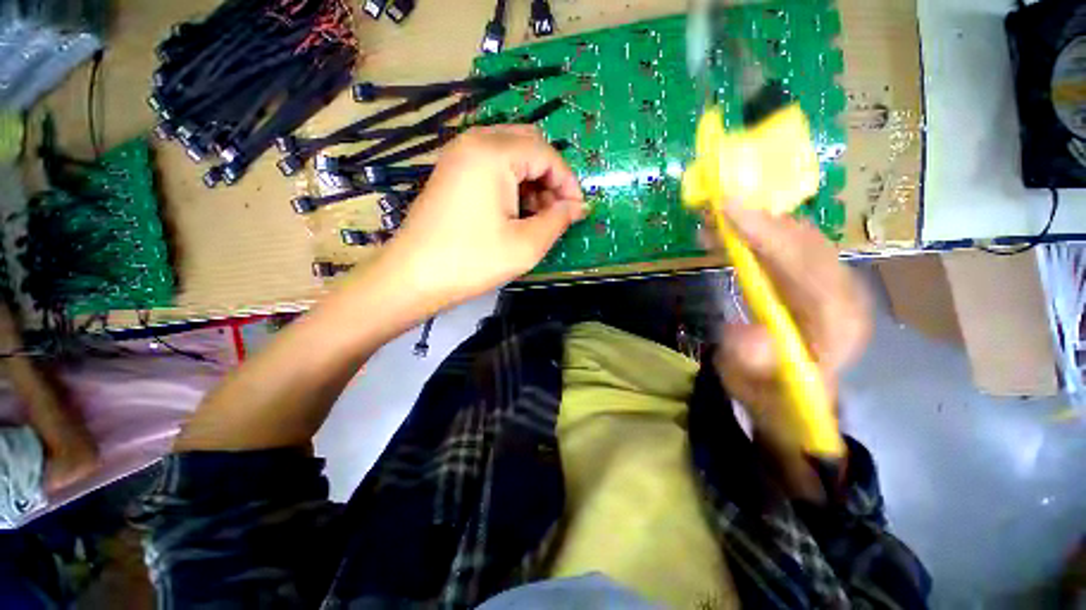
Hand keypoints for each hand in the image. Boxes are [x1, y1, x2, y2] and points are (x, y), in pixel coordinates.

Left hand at [377, 125, 584, 310]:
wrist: (414, 277)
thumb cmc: (472, 261)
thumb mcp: (526, 245)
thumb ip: (558, 220)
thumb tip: (577, 207)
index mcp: (493, 153)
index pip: (547, 154)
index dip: (568, 182)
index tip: (578, 211)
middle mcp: (474, 142)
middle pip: (529, 146)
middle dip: (550, 177)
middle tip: (557, 212)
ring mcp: (459, 155)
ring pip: (511, 154)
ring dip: (532, 181)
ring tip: (537, 217)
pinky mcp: (452, 172)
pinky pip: (492, 166)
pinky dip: (512, 183)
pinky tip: (515, 212)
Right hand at [712, 205, 870, 449]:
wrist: (793, 399)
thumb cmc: (774, 397)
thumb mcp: (756, 390)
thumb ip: (753, 365)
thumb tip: (743, 329)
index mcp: (837, 325)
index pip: (808, 267)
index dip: (768, 236)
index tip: (729, 212)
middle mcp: (841, 296)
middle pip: (806, 243)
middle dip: (759, 220)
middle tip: (714, 205)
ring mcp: (828, 286)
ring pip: (796, 239)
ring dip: (755, 223)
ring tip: (714, 216)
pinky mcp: (810, 282)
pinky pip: (785, 247)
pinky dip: (755, 234)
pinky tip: (727, 233)